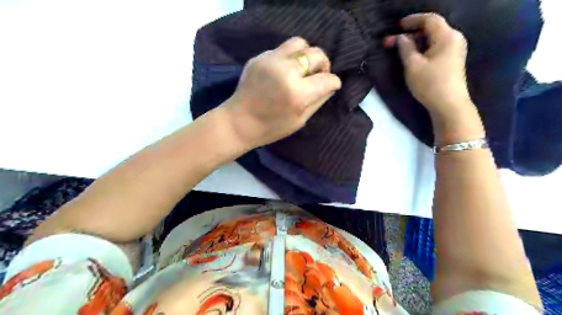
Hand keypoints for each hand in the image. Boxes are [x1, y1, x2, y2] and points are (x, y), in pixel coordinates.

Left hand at [220, 35, 342, 148]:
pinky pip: (282, 49)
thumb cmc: (271, 128)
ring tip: (302, 69)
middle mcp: (285, 71)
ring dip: (307, 55)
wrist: (238, 122)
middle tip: (318, 76)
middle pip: (316, 54)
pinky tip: (284, 72)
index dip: (333, 82)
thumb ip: (319, 101)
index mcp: (297, 93)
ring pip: (300, 43)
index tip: (331, 86)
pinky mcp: (259, 57)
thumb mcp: (300, 120)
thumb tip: (330, 86)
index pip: (327, 79)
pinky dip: (289, 58)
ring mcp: (270, 60)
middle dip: (323, 65)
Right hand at [387, 14, 472, 122]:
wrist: (449, 105)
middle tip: (391, 43)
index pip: (430, 19)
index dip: (412, 20)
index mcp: (446, 36)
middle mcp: (454, 38)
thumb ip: (405, 48)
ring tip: (399, 50)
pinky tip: (412, 56)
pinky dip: (423, 48)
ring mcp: (455, 50)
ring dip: (415, 42)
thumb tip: (401, 37)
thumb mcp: (413, 65)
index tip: (397, 26)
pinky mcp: (453, 60)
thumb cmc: (430, 84)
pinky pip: (436, 47)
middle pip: (431, 29)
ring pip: (433, 39)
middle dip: (410, 34)